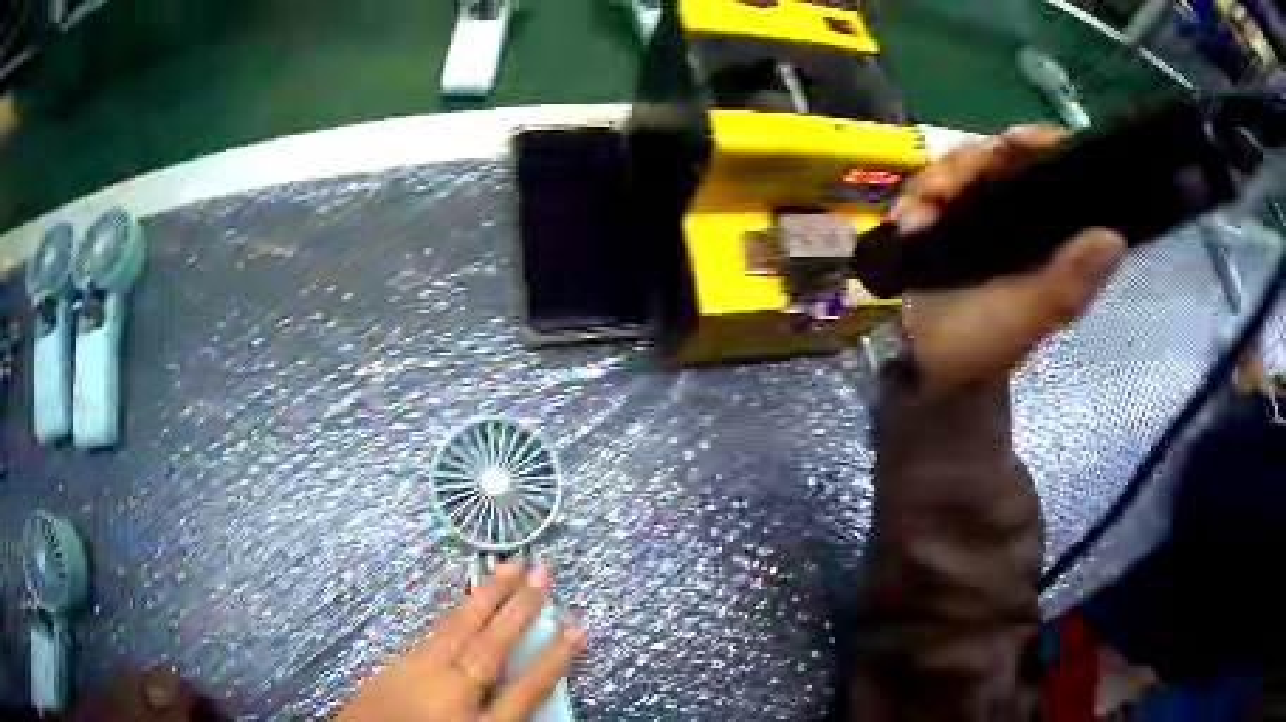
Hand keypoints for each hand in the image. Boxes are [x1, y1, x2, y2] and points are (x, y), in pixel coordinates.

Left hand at [339, 563, 584, 721]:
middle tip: (542, 572)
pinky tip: (468, 601)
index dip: (553, 659)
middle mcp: (449, 696)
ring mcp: (418, 676)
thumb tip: (524, 689)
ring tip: (509, 567)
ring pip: (458, 630)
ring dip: (487, 597)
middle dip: (519, 610)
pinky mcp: (397, 666)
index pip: (524, 689)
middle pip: (490, 648)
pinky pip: (434, 634)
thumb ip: (501, 716)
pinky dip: (456, 613)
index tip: (575, 629)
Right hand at [890, 125, 1127, 391]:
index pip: (1051, 164)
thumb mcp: (1029, 318)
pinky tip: (909, 222)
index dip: (1036, 144)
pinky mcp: (942, 218)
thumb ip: (1067, 284)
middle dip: (972, 163)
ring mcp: (977, 212)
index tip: (1014, 142)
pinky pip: (928, 187)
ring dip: (938, 181)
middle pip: (999, 156)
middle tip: (948, 189)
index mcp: (1047, 231)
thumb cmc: (984, 344)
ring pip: (961, 166)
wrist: (928, 366)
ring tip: (922, 214)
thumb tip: (1115, 237)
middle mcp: (1017, 213)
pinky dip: (915, 199)